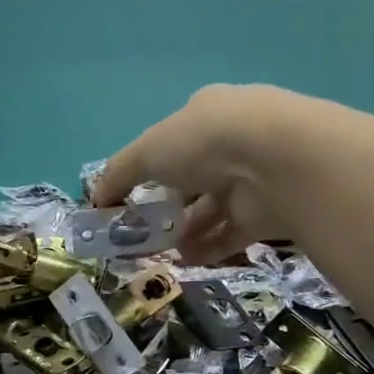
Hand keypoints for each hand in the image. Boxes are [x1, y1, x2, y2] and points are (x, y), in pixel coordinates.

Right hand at [94, 84, 353, 264]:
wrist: (277, 163)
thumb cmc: (204, 142)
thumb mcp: (147, 151)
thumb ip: (118, 174)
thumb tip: (96, 199)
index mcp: (208, 113)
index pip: (175, 139)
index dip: (150, 165)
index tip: (129, 194)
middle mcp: (234, 141)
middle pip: (194, 176)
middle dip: (168, 203)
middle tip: (141, 229)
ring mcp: (253, 177)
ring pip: (212, 208)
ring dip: (185, 230)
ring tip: (159, 251)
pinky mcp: (267, 212)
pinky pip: (230, 233)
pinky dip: (207, 247)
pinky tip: (184, 260)